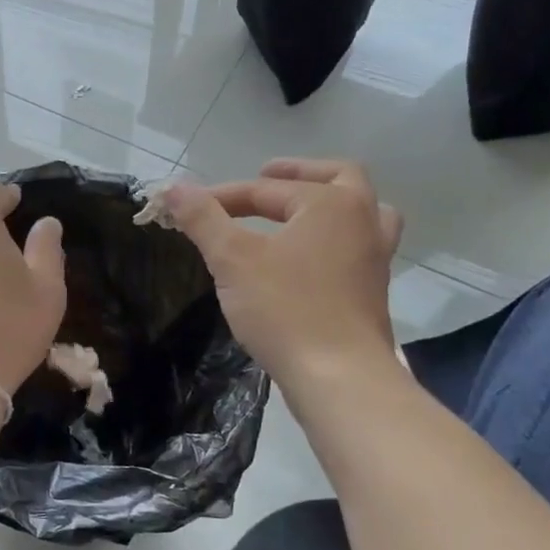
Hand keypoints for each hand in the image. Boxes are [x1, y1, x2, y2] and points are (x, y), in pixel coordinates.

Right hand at [161, 159, 402, 382]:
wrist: (338, 376)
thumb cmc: (284, 309)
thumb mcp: (232, 259)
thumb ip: (204, 218)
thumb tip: (174, 187)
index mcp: (331, 203)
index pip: (265, 190)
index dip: (222, 196)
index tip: (187, 208)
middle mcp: (363, 221)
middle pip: (338, 179)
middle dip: (298, 174)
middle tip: (265, 174)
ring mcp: (375, 257)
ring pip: (360, 213)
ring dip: (329, 204)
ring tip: (299, 210)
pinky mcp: (373, 290)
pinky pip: (357, 246)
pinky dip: (333, 238)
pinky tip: (308, 257)